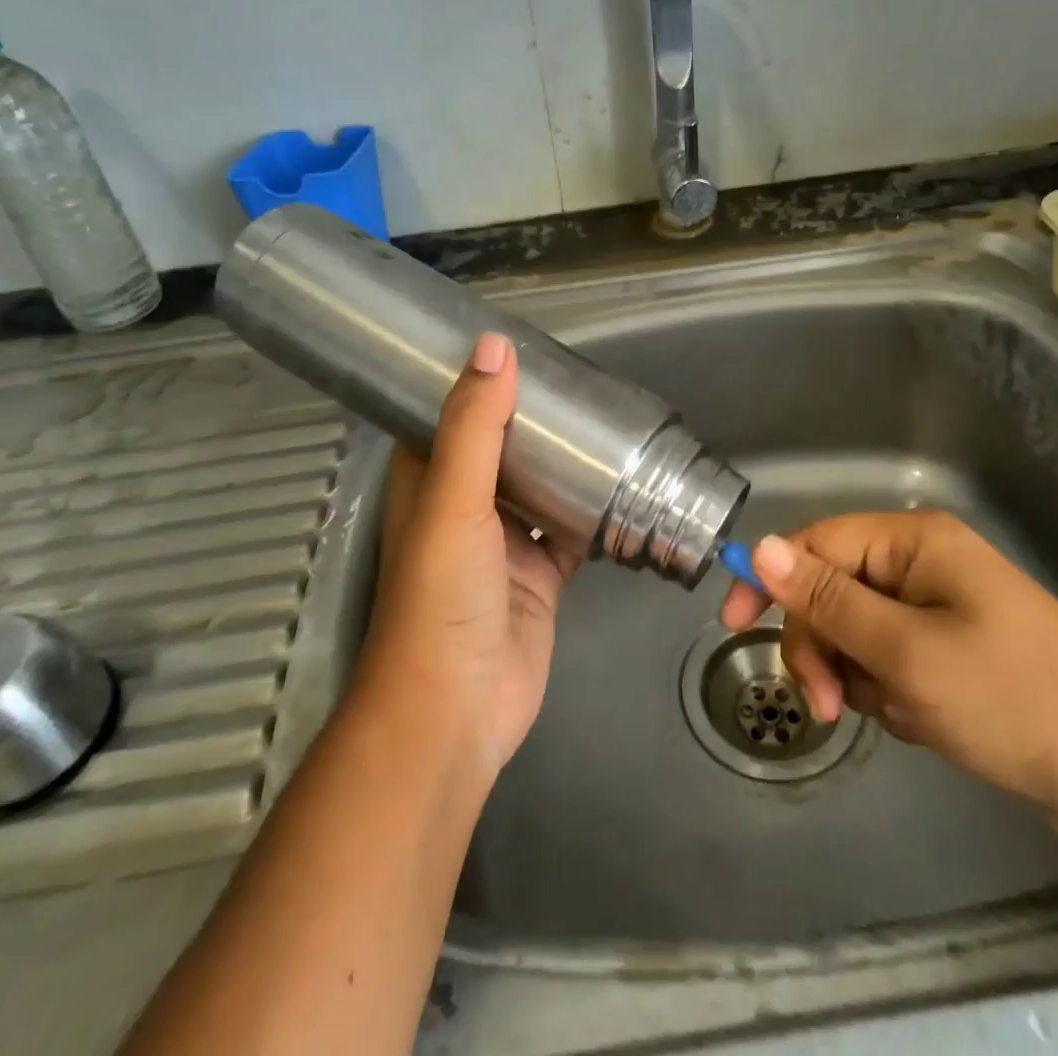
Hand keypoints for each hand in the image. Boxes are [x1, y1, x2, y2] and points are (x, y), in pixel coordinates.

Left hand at [354, 333, 577, 779]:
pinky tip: (627, 483)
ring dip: (568, 461)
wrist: (458, 709)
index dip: (478, 382)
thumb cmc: (441, 597)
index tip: (517, 347)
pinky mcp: (542, 573)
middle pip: (503, 447)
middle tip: (579, 380)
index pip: (451, 416)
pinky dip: (594, 510)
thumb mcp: (454, 501)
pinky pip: (572, 529)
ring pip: (542, 486)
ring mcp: (506, 541)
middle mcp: (465, 505)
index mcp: (431, 481)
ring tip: (608, 418)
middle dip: (536, 418)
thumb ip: (475, 427)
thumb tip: (494, 347)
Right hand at [720, 512, 1057, 849]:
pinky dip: (891, 695)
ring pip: (854, 634)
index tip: (732, 628)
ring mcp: (937, 610)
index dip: (770, 580)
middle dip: (822, 647)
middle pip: (830, 592)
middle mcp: (920, 565)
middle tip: (831, 707)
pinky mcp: (950, 653)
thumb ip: (827, 601)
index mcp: (913, 542)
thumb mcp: (907, 652)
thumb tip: (760, 546)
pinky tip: (924, 723)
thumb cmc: (1016, 699)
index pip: (816, 545)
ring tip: (901, 715)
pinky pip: (887, 663)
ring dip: (859, 677)